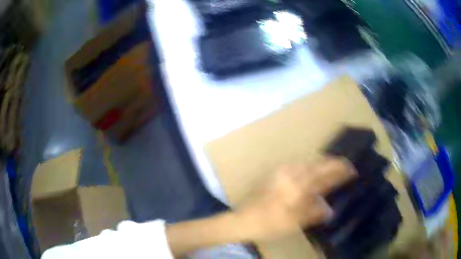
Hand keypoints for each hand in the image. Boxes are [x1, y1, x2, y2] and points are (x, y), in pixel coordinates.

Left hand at [235, 157, 355, 240]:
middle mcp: (291, 174)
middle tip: (343, 167)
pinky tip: (312, 173)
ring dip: (321, 165)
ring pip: (308, 163)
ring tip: (331, 170)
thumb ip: (314, 213)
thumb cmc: (270, 223)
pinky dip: (309, 167)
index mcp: (298, 186)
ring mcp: (282, 172)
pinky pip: (298, 166)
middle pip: (317, 164)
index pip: (324, 174)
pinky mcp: (276, 174)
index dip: (339, 170)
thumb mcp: (294, 222)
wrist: (244, 219)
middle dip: (332, 164)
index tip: (351, 168)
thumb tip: (330, 209)